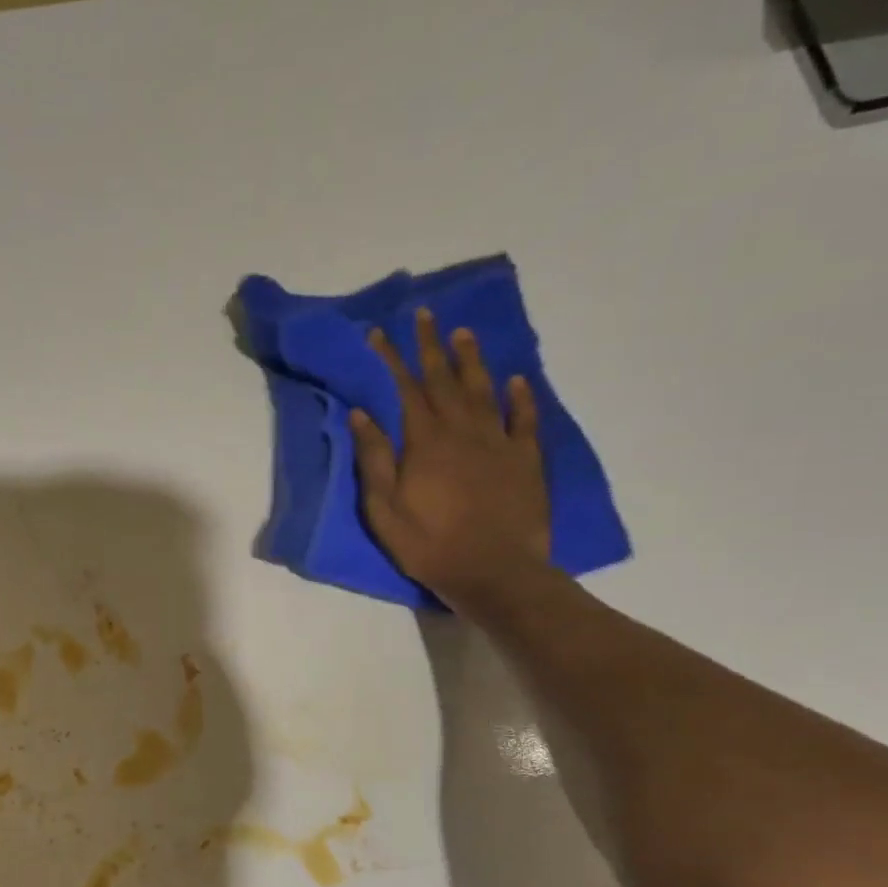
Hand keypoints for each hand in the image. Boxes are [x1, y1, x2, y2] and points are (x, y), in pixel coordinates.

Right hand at [350, 309, 549, 609]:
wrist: (494, 572)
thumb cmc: (428, 544)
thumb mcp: (384, 508)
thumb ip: (373, 459)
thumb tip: (362, 414)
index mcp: (425, 442)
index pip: (404, 389)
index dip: (391, 359)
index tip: (379, 333)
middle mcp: (463, 431)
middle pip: (444, 380)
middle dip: (431, 346)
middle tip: (425, 315)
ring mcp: (499, 442)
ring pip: (484, 390)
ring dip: (472, 360)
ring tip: (463, 334)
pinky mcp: (526, 459)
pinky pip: (525, 419)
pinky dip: (520, 396)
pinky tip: (516, 380)